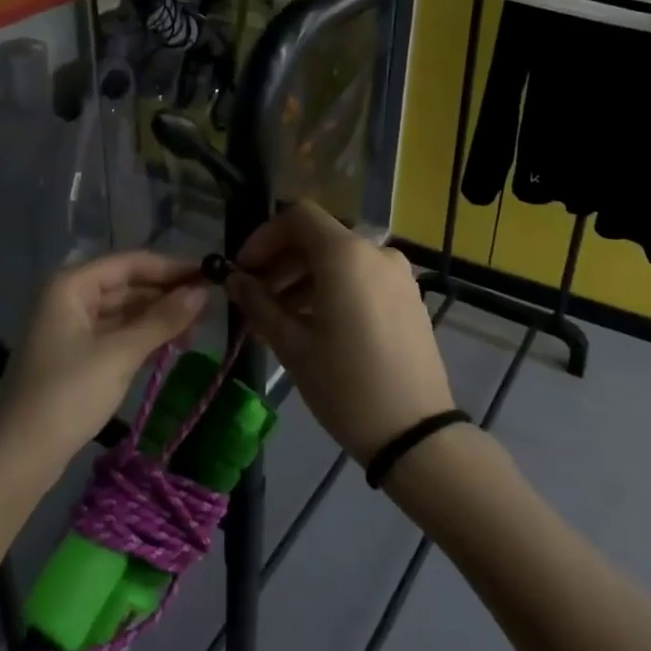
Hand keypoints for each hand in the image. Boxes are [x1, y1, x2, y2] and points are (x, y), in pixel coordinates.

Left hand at [0, 252, 209, 468]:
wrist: (19, 455)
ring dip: (158, 318)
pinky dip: (143, 337)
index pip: (130, 263)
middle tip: (210, 308)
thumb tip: (202, 292)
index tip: (211, 276)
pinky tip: (171, 345)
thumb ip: (162, 320)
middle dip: (166, 295)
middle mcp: (69, 297)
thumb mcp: (120, 354)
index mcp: (72, 284)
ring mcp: (71, 327)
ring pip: (124, 311)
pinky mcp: (76, 355)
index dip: (172, 268)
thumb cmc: (68, 394)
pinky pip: (116, 334)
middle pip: (127, 285)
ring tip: (197, 330)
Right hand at [225, 201, 451, 463]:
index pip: (298, 216)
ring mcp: (398, 275)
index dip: (264, 237)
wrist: (415, 434)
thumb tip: (234, 280)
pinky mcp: (409, 298)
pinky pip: (362, 278)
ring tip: (279, 318)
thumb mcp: (292, 345)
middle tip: (255, 298)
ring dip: (304, 279)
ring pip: (340, 260)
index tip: (244, 269)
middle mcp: (376, 252)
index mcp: (346, 255)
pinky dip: (333, 289)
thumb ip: (259, 303)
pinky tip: (314, 326)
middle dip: (281, 262)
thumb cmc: (345, 385)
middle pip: (319, 238)